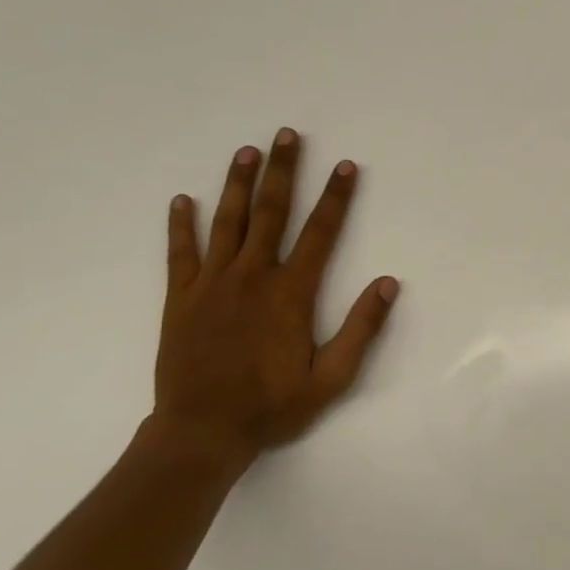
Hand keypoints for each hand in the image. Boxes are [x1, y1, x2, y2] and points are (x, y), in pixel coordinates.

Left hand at [144, 129, 398, 472]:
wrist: (201, 433)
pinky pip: (180, 253)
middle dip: (282, 171)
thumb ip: (361, 329)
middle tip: (287, 135)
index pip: (321, 233)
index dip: (336, 197)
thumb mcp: (331, 378)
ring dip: (238, 184)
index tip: (346, 166)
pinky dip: (181, 225)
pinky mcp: (180, 299)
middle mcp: (252, 277)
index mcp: (291, 293)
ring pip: (227, 222)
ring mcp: (212, 285)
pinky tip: (183, 199)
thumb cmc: (272, 406)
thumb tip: (389, 283)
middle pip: (271, 213)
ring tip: (246, 151)